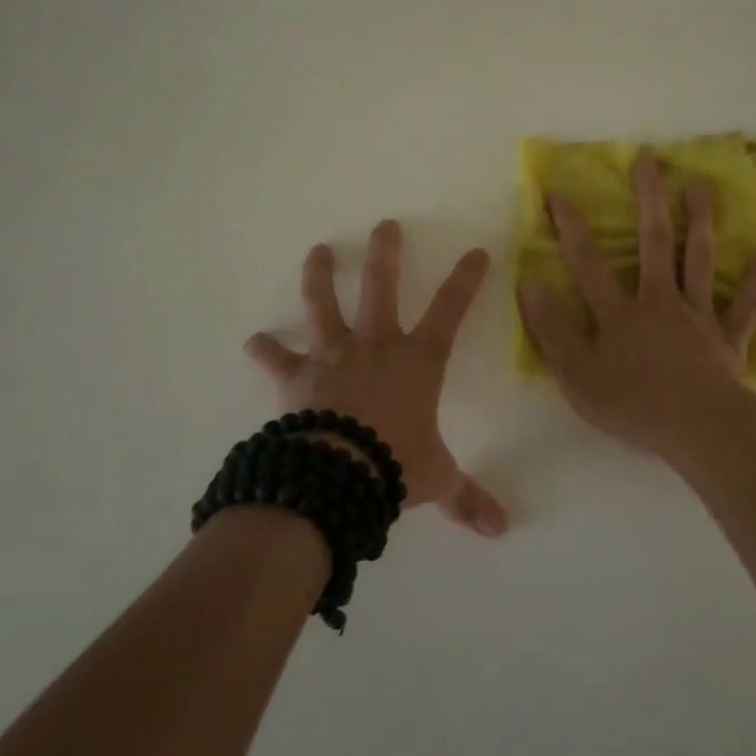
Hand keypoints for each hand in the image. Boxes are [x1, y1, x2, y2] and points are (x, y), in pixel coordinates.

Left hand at [246, 220, 508, 537]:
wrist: (335, 475)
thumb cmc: (394, 466)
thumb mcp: (437, 479)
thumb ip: (467, 498)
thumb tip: (501, 530)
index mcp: (417, 362)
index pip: (451, 311)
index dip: (466, 280)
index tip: (476, 251)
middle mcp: (375, 347)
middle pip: (381, 288)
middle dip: (386, 254)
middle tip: (384, 225)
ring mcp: (333, 356)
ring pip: (325, 306)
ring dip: (320, 276)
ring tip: (318, 252)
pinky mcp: (297, 377)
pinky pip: (277, 359)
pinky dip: (265, 351)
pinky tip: (254, 342)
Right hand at [518, 155, 755, 458]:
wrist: (700, 429)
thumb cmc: (633, 404)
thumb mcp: (576, 374)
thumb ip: (552, 329)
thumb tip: (530, 284)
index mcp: (620, 313)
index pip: (588, 263)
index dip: (572, 228)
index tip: (560, 192)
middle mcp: (660, 302)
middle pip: (655, 243)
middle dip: (650, 200)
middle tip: (650, 161)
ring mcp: (698, 317)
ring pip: (700, 261)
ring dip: (701, 222)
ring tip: (701, 186)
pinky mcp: (728, 339)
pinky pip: (745, 307)